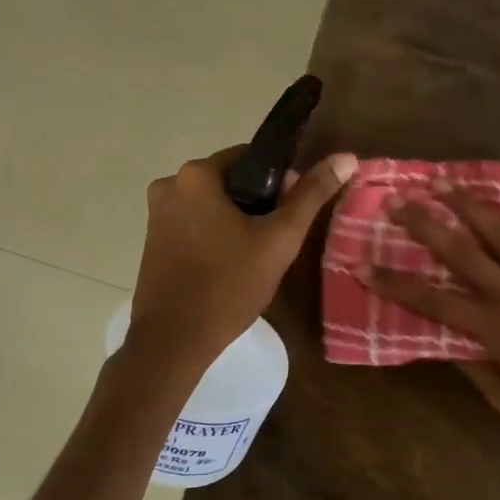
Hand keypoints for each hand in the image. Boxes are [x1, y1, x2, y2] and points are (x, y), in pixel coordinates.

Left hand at [129, 144, 358, 370]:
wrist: (174, 341)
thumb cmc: (229, 285)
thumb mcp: (279, 239)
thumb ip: (311, 195)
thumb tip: (346, 158)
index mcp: (196, 174)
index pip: (251, 158)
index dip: (280, 181)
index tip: (293, 213)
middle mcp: (169, 185)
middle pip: (230, 182)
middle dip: (258, 204)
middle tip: (278, 240)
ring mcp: (156, 215)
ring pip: (212, 206)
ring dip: (237, 222)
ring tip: (257, 256)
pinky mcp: (153, 242)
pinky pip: (194, 225)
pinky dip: (215, 236)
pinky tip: (230, 265)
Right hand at [369, 186, 499, 453]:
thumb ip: (474, 368)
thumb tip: (446, 343)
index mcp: (493, 328)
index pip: (432, 301)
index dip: (394, 283)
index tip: (362, 265)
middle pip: (462, 253)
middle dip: (426, 225)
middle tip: (399, 202)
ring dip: (471, 206)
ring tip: (446, 183)